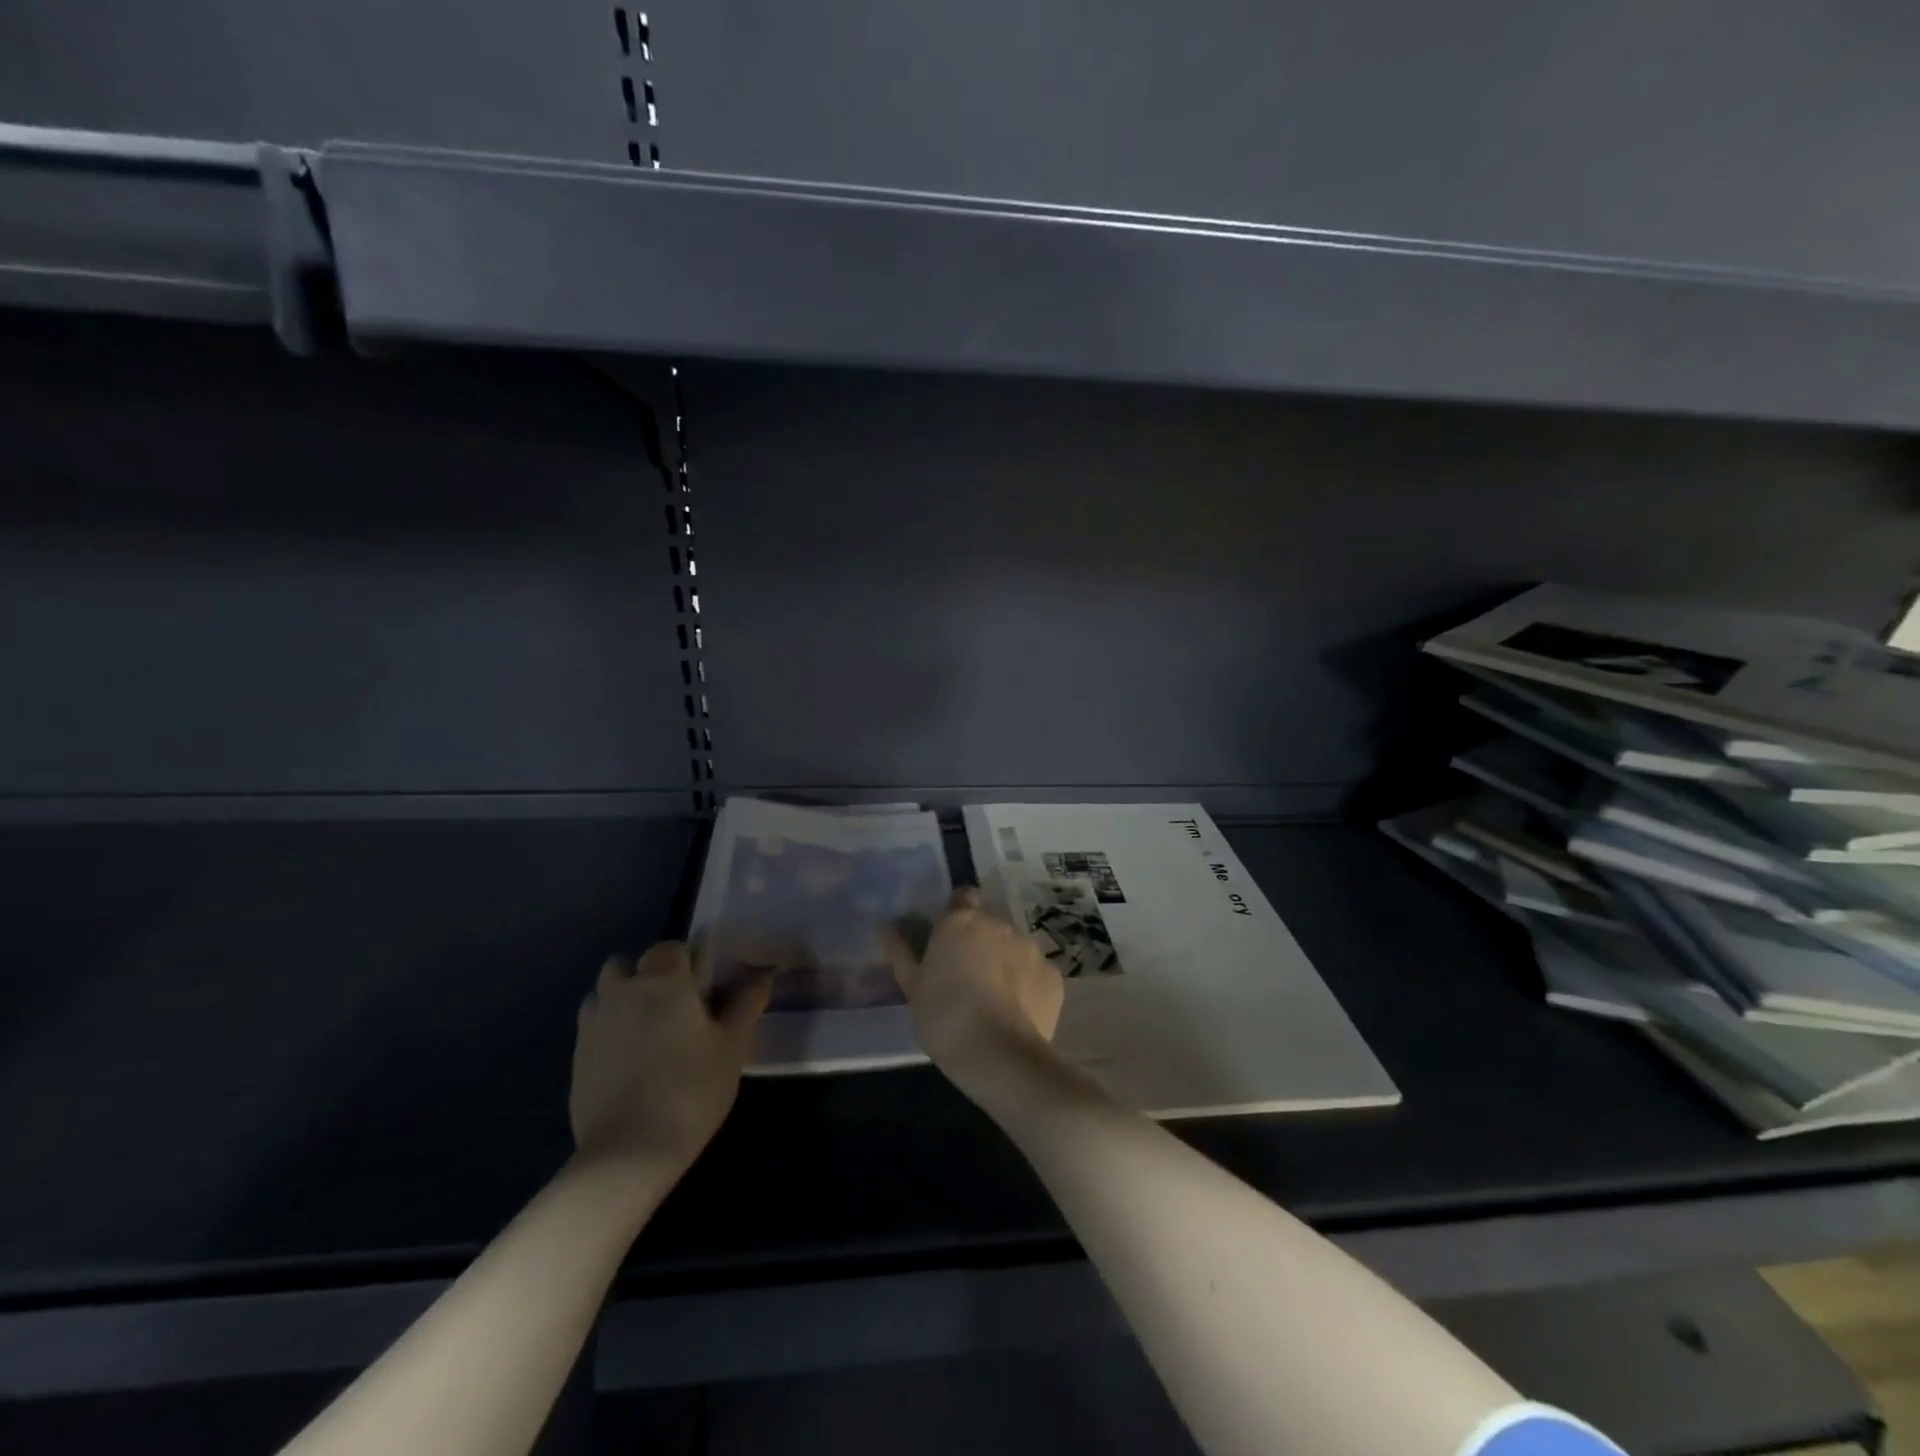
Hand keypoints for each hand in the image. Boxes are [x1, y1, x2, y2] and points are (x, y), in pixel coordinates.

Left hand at [570, 942, 769, 1177]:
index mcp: (663, 981)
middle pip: (628, 964)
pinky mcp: (575, 1057)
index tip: (703, 987)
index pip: (670, 947)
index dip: (687, 961)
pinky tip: (628, 1062)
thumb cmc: (692, 1089)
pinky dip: (608, 1031)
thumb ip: (747, 1003)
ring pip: (604, 993)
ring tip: (647, 1032)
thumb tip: (763, 975)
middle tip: (674, 1008)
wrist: (629, 1153)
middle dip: (647, 975)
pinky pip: (592, 1026)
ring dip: (622, 999)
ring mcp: (592, 1024)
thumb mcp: (733, 1046)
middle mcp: (622, 992)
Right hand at [885, 889, 1064, 1096]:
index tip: (948, 939)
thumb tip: (886, 926)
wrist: (1000, 1055)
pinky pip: (1036, 972)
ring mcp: (1030, 948)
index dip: (956, 915)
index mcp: (960, 921)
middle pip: (989, 924)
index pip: (962, 898)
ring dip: (1004, 961)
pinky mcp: (1053, 975)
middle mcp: (998, 924)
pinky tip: (1016, 1012)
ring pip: (1014, 947)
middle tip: (966, 975)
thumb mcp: (912, 989)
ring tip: (993, 998)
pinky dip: (1027, 984)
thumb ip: (901, 953)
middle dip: (980, 942)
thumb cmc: (945, 1018)